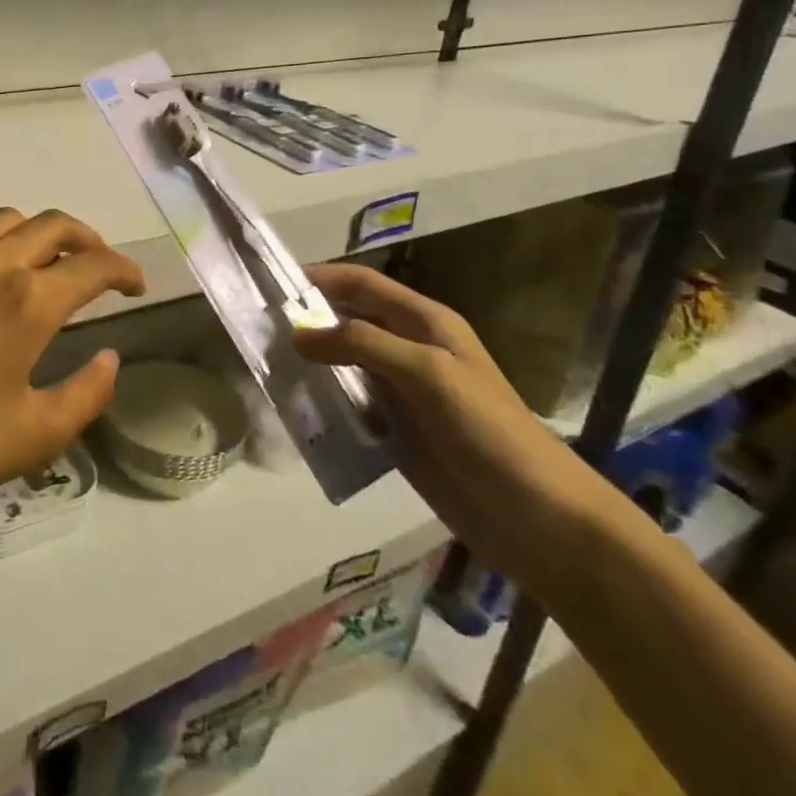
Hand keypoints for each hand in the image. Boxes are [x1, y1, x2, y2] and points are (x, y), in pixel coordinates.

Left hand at [0, 208, 145, 520]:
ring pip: (7, 221)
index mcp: (29, 298)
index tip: (137, 285)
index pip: (93, 264)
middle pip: (53, 224)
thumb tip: (110, 360)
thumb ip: (85, 395)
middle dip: (88, 238)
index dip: (124, 270)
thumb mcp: (32, 435)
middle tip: (99, 265)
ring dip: (40, 233)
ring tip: (47, 266)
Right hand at [293, 263, 621, 602]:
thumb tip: (298, 334)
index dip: (322, 277)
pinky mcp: (394, 430)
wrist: (537, 518)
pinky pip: (349, 405)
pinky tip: (293, 407)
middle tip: (258, 326)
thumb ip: (362, 345)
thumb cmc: (487, 430)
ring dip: (310, 362)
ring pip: (344, 364)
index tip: (273, 282)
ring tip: (265, 365)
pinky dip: (322, 401)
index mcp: (425, 323)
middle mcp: (410, 349)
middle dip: (308, 319)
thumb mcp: (427, 373)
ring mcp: (402, 392)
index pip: (364, 285)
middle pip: (349, 321)